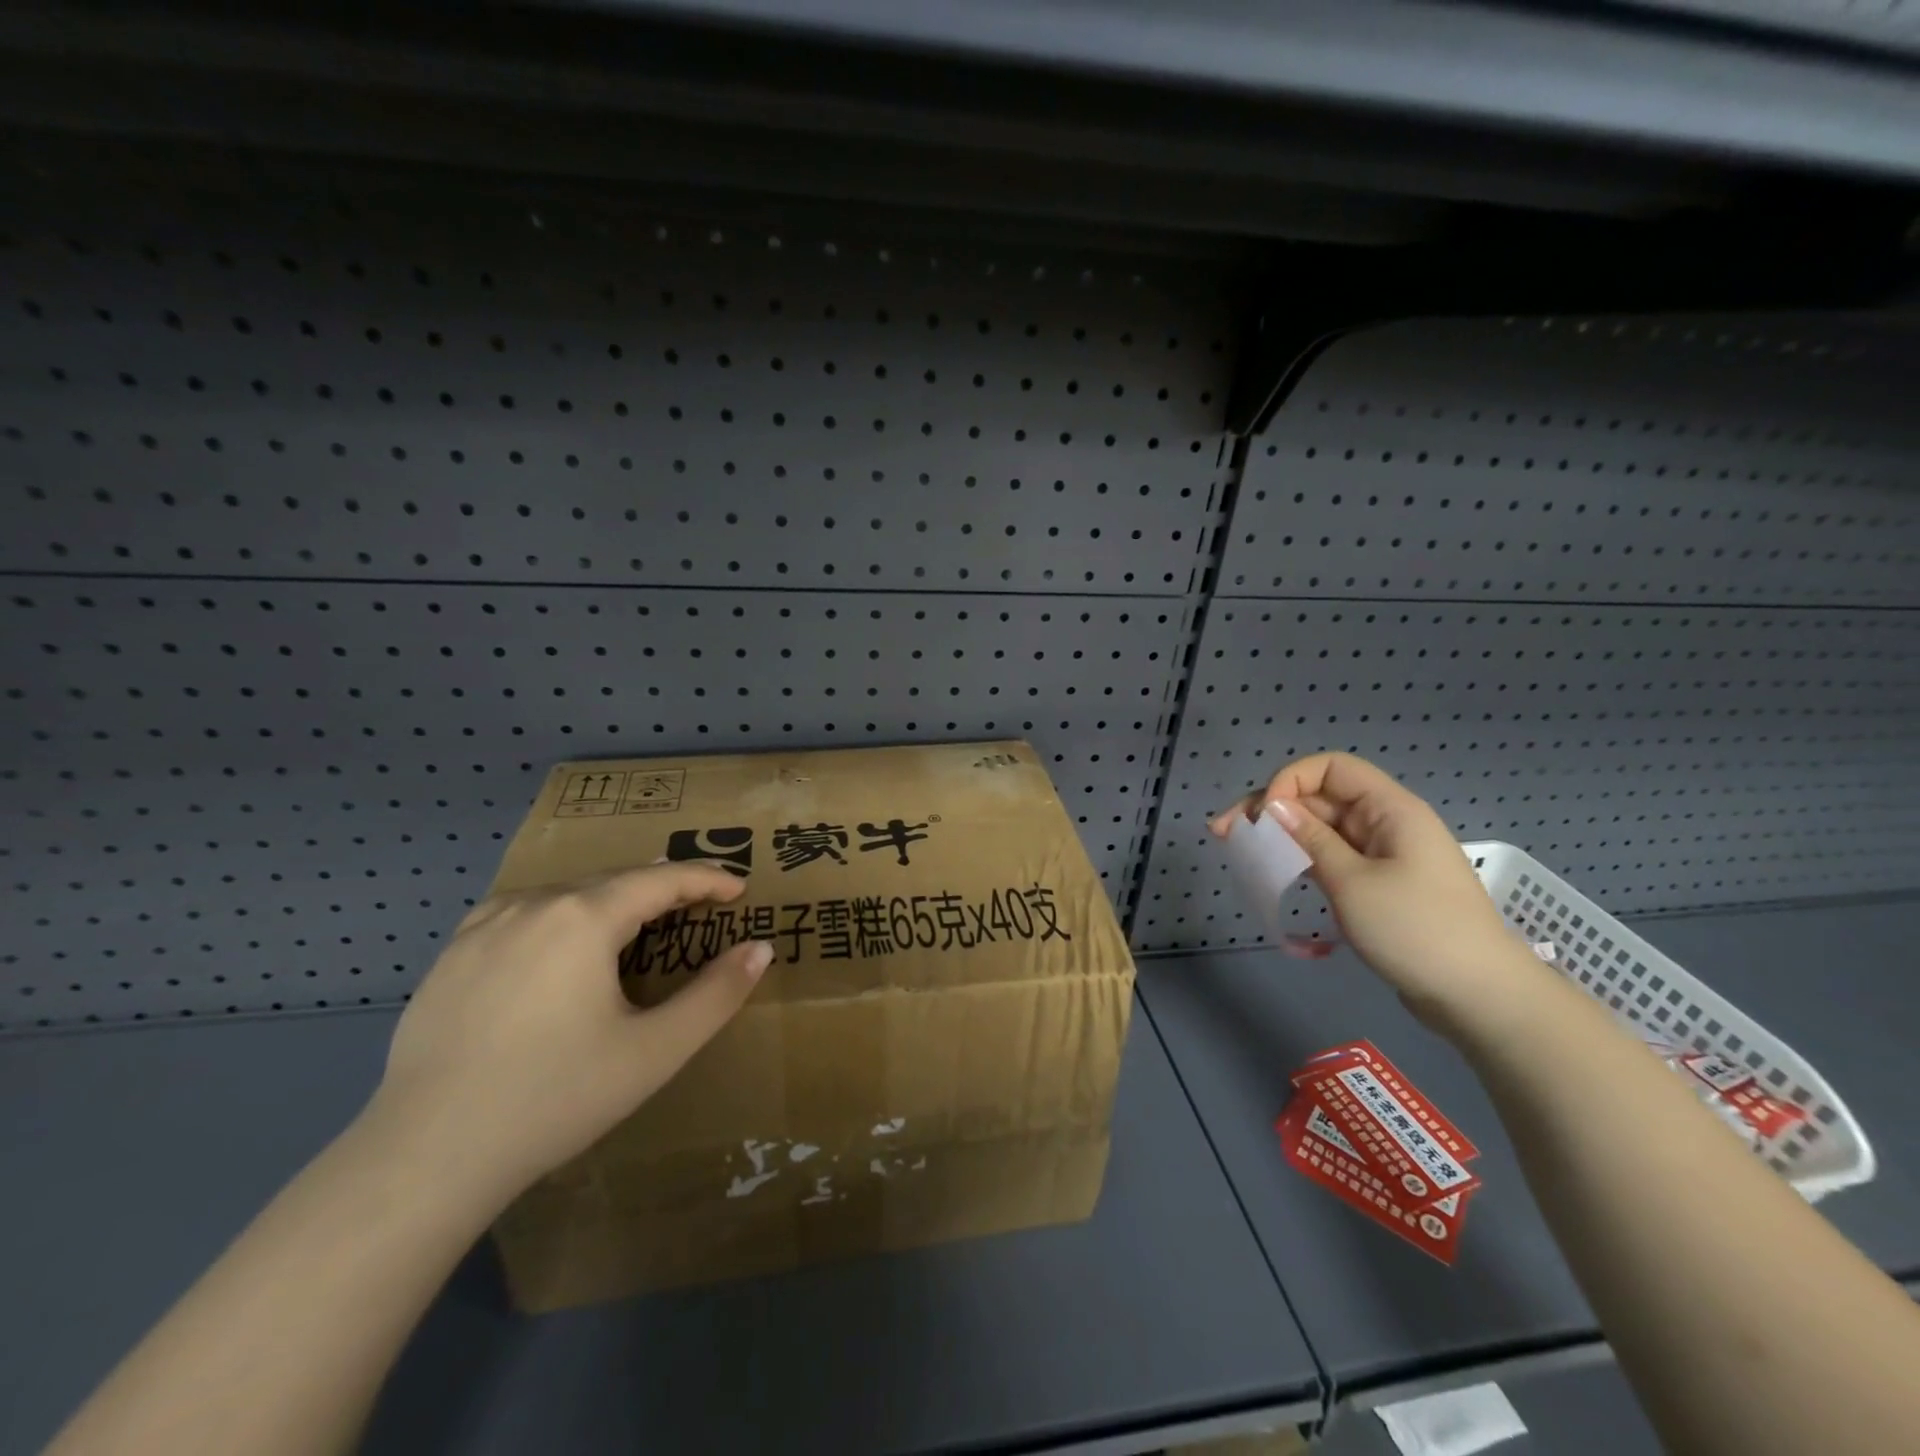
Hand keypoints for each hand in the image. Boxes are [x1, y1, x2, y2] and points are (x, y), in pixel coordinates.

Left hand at [364, 864, 774, 1208]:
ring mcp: (484, 926)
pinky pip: (522, 912)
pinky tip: (560, 943)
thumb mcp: (655, 1051)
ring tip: (637, 921)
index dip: (707, 879)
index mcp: (584, 917)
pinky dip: (562, 914)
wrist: (424, 1158)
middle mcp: (534, 904)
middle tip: (699, 905)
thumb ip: (716, 995)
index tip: (739, 888)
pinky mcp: (451, 955)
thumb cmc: (555, 1098)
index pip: (662, 879)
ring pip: (567, 893)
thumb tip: (759, 949)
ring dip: (612, 898)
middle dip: (663, 887)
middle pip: (615, 879)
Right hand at [1210, 752, 1541, 1034]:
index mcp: (1390, 809)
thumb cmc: (1416, 929)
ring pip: (1321, 831)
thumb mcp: (1353, 882)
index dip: (1290, 780)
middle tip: (1224, 833)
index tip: (1263, 814)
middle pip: (1320, 799)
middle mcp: (1385, 824)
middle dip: (1271, 810)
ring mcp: (1381, 856)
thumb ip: (1310, 839)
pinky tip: (1273, 874)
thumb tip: (1272, 805)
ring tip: (1239, 852)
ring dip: (1280, 837)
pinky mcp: (1376, 885)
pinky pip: (1331, 859)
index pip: (1331, 768)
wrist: (1478, 996)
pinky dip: (1300, 861)